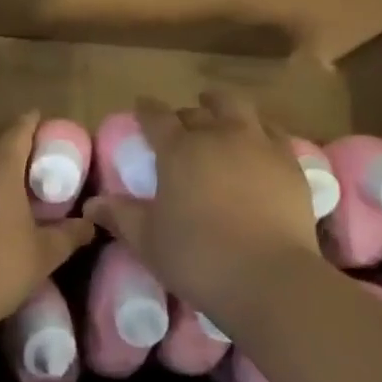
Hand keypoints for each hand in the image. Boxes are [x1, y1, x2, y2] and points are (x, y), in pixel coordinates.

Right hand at [85, 91, 321, 319]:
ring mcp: (258, 144)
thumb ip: (120, 216)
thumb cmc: (198, 258)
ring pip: (239, 108)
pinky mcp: (290, 162)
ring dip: (224, 107)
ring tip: (220, 113)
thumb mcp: (148, 241)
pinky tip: (260, 142)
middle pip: (198, 110)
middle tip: (182, 125)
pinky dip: (260, 130)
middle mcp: (218, 135)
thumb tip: (92, 204)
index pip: (156, 117)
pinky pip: (273, 131)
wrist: (269, 277)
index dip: (147, 110)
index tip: (142, 105)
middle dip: (186, 113)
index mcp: (179, 150)